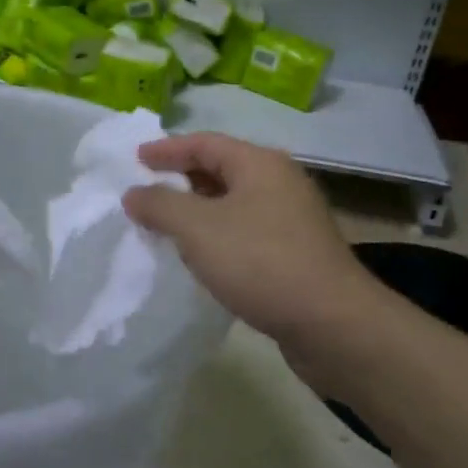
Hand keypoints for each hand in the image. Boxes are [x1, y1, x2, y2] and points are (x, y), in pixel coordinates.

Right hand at [123, 133, 392, 396]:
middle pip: (222, 169)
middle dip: (182, 178)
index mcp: (260, 164)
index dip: (167, 149)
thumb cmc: (261, 262)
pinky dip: (218, 235)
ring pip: (234, 203)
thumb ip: (160, 205)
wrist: (333, 324)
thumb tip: (134, 193)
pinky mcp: (297, 253)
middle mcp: (280, 182)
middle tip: (147, 190)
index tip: (135, 159)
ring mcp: (292, 219)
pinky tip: (203, 256)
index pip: (204, 143)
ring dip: (199, 210)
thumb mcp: (198, 228)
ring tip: (167, 225)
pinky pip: (246, 231)